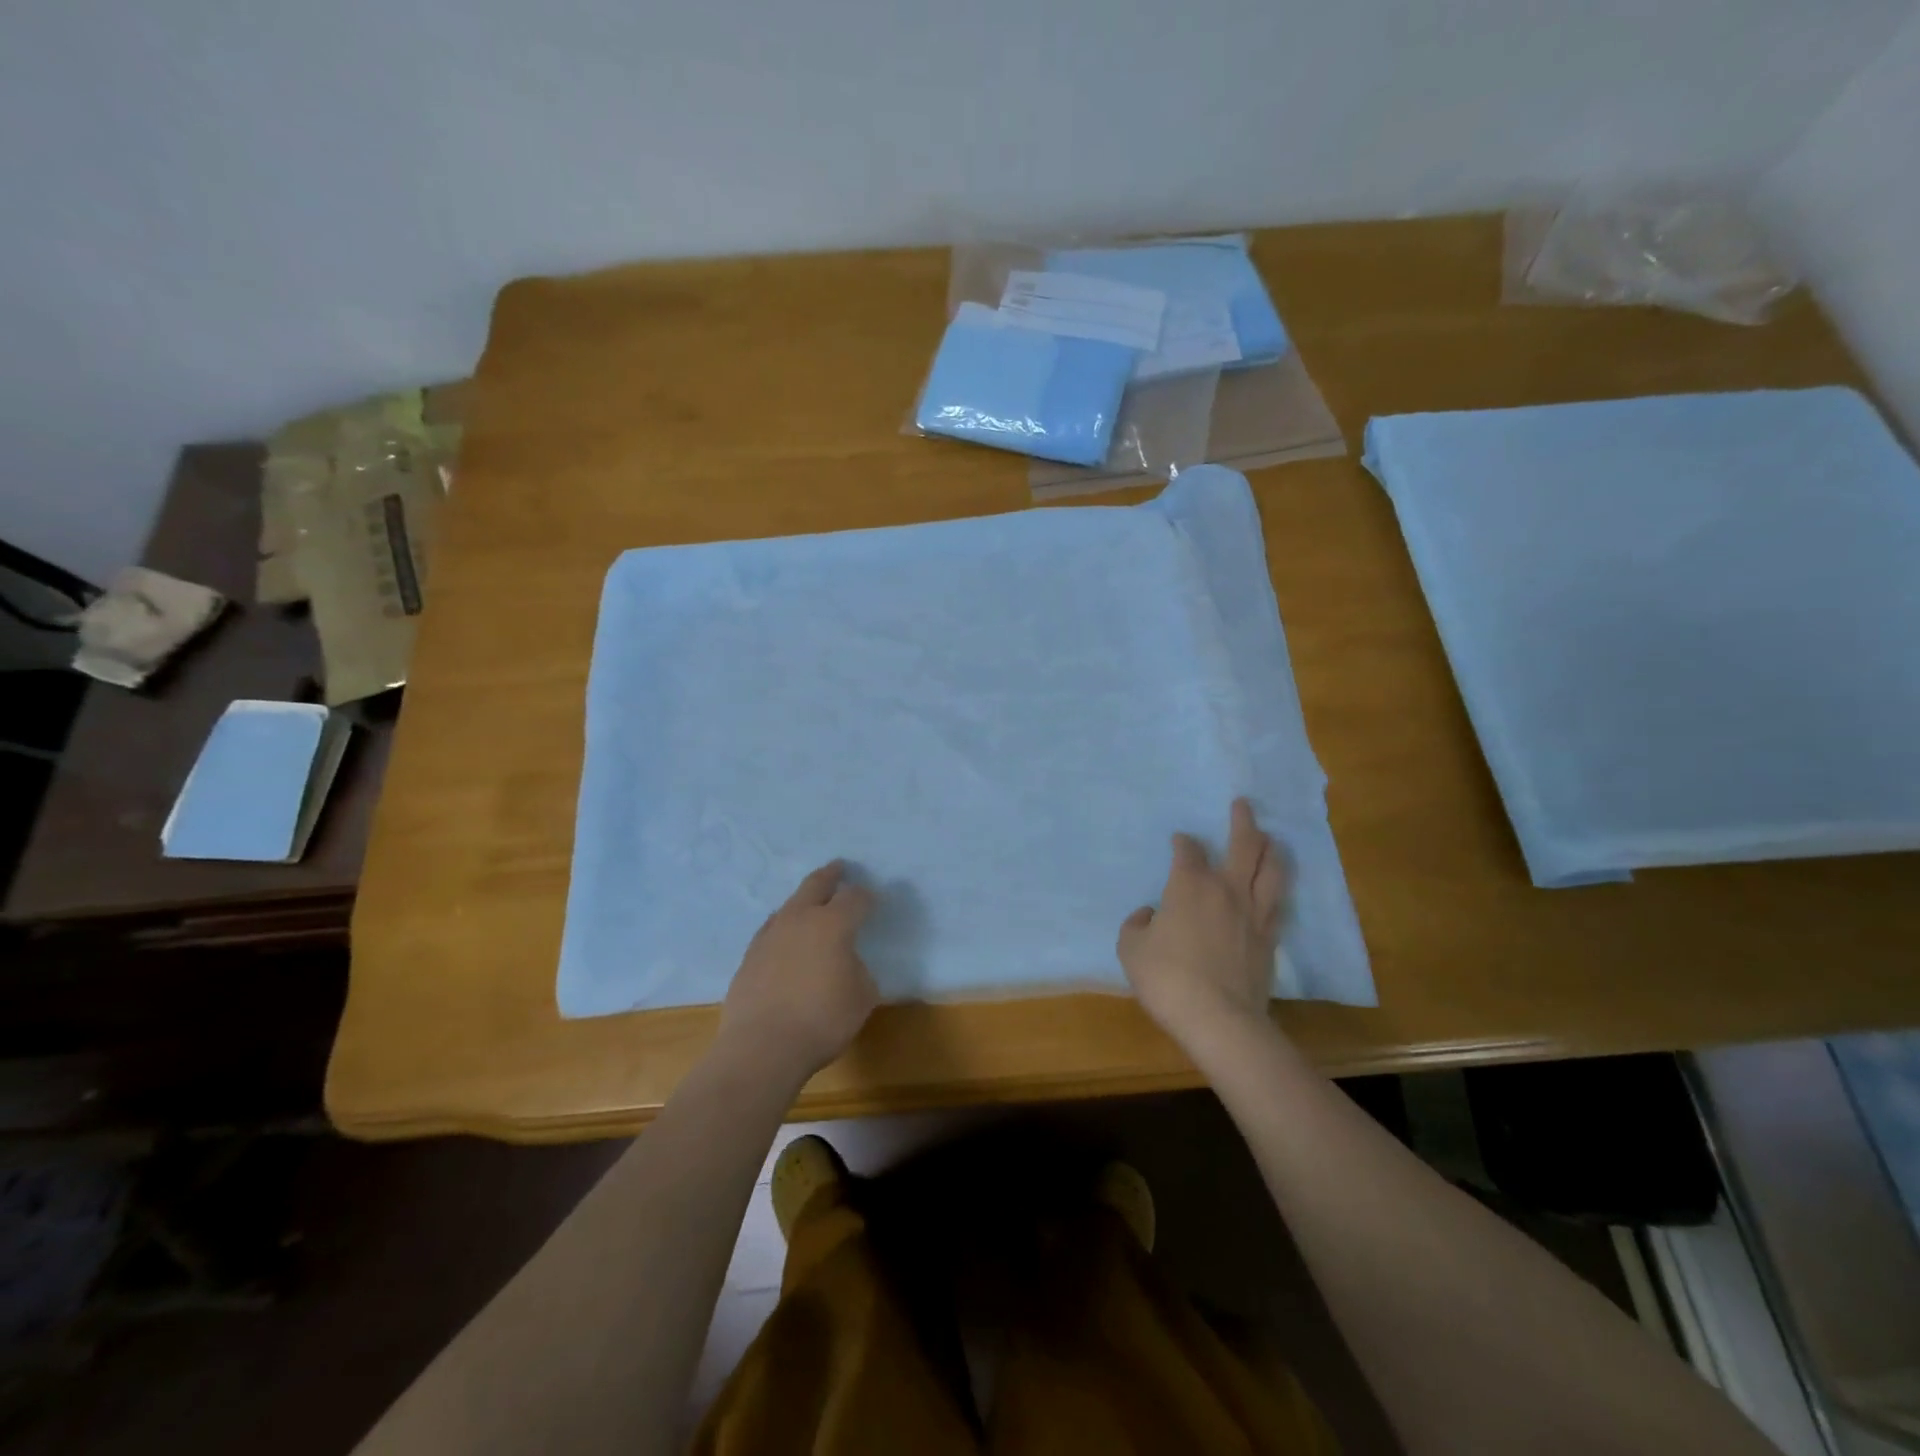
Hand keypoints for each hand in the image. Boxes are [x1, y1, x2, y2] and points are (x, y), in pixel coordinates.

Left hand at [719, 862, 878, 1082]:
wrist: (762, 1047)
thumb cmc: (822, 1020)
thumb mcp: (862, 997)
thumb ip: (859, 971)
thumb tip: (847, 963)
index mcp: (833, 924)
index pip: (855, 898)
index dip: (866, 896)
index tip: (873, 899)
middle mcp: (799, 919)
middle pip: (815, 884)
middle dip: (830, 875)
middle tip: (839, 868)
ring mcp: (770, 935)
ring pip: (789, 905)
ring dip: (803, 900)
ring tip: (811, 903)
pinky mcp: (749, 956)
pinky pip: (771, 930)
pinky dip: (784, 927)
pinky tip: (785, 938)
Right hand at [1118, 799, 1289, 1051]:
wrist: (1218, 1018)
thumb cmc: (1167, 978)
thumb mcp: (1131, 949)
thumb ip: (1136, 925)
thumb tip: (1148, 916)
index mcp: (1189, 886)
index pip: (1188, 852)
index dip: (1184, 842)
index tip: (1180, 840)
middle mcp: (1226, 889)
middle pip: (1243, 846)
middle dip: (1242, 821)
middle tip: (1243, 805)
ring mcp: (1253, 913)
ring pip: (1271, 870)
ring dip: (1271, 849)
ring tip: (1272, 838)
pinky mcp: (1269, 939)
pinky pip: (1278, 904)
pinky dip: (1277, 888)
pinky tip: (1276, 887)